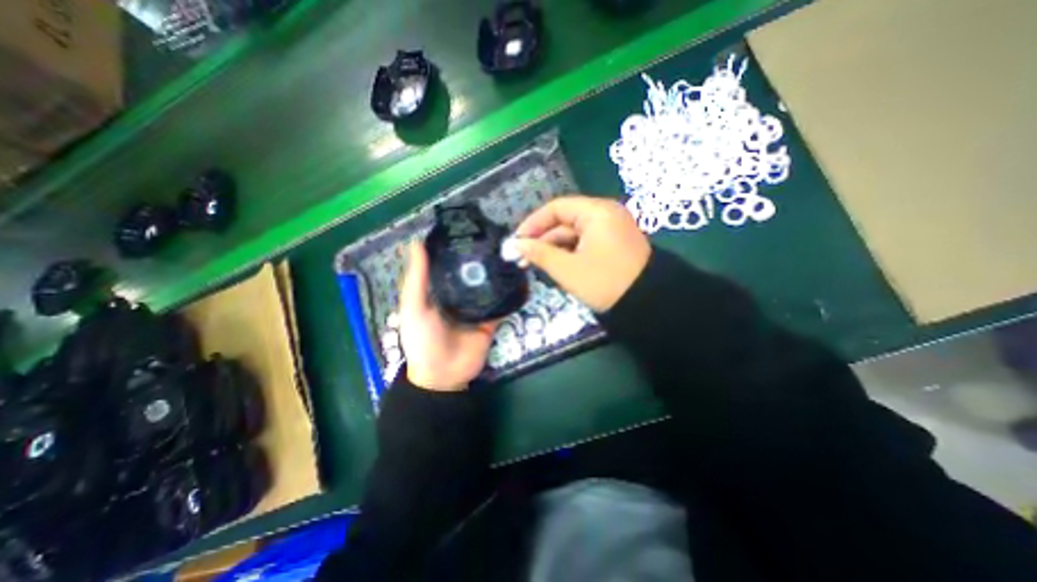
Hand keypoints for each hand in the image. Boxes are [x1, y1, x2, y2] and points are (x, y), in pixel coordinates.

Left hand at [397, 240, 498, 390]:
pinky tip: (520, 278)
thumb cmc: (423, 339)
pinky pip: (501, 305)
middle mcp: (460, 295)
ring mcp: (477, 308)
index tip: (471, 226)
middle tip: (498, 236)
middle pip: (472, 273)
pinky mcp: (491, 320)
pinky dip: (510, 294)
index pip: (450, 263)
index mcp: (440, 290)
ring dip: (498, 273)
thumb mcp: (414, 307)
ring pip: (489, 286)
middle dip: (482, 258)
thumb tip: (417, 242)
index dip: (458, 246)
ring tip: (511, 252)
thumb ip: (418, 278)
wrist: (444, 375)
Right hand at [516, 194, 650, 312]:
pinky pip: (585, 243)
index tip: (517, 241)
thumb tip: (516, 245)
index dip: (533, 223)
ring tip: (535, 265)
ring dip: (554, 248)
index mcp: (597, 212)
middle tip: (522, 258)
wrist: (648, 305)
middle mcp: (605, 214)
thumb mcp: (568, 269)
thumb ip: (539, 253)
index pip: (556, 208)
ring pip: (574, 234)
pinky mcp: (613, 244)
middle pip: (565, 221)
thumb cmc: (605, 283)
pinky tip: (556, 266)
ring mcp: (611, 229)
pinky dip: (569, 253)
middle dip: (542, 239)